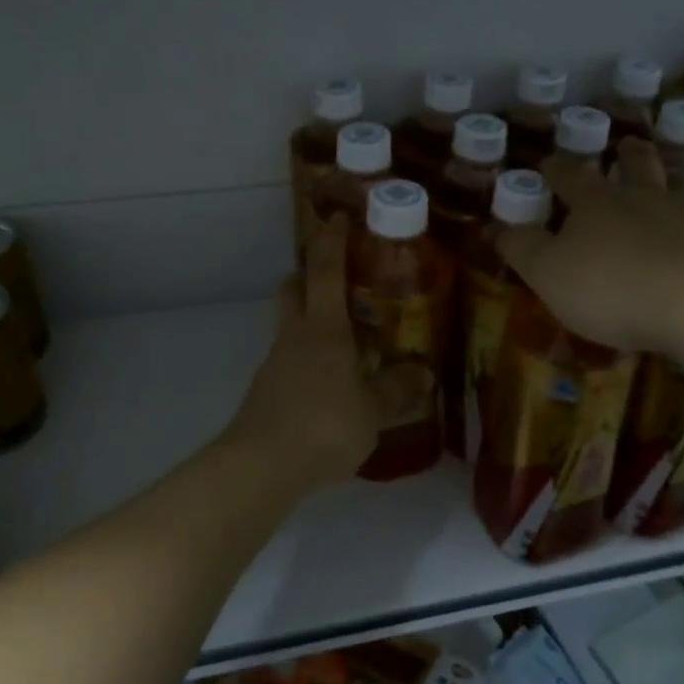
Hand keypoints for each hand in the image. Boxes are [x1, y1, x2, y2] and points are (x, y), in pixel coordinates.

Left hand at [225, 217, 378, 488]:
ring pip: (289, 326)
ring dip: (310, 321)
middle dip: (309, 276)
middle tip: (339, 282)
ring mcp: (275, 363)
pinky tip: (329, 385)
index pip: (325, 270)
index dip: (332, 240)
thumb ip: (396, 389)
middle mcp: (294, 336)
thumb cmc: (324, 425)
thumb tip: (423, 374)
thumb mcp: (373, 410)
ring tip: (346, 342)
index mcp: (323, 328)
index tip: (338, 217)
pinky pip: (289, 361)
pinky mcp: (266, 392)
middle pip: (293, 289)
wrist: (261, 466)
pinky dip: (307, 360)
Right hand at [497, 138, 683, 353]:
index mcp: (596, 203)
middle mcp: (646, 194)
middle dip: (626, 153)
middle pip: (635, 163)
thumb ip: (521, 249)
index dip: (555, 168)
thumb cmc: (612, 291)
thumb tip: (495, 226)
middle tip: (625, 145)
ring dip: (676, 168)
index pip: (568, 175)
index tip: (547, 165)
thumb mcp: (548, 275)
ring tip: (674, 164)